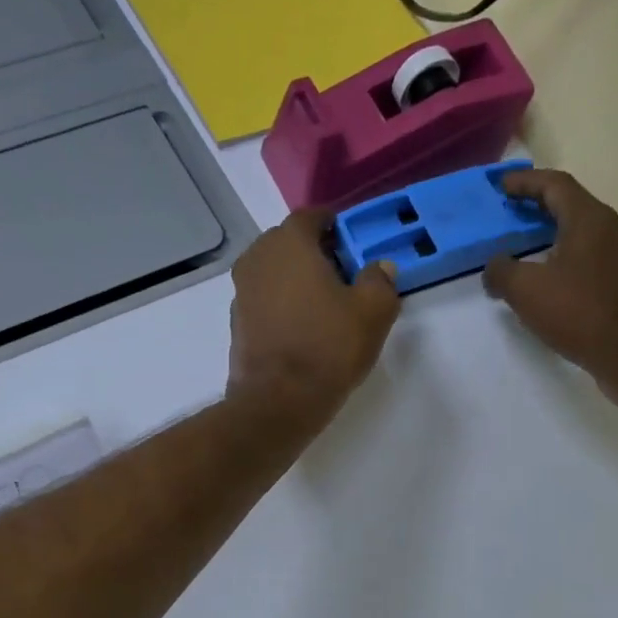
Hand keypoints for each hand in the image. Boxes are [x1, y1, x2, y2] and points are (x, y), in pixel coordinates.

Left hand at [228, 211, 400, 429]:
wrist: (278, 400)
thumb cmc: (328, 346)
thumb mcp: (373, 311)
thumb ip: (380, 281)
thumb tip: (379, 268)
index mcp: (288, 242)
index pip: (312, 217)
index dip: (336, 226)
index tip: (353, 243)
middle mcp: (257, 258)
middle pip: (290, 243)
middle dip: (316, 253)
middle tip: (344, 275)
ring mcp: (241, 291)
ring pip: (275, 272)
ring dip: (297, 280)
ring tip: (325, 305)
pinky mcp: (237, 323)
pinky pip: (265, 300)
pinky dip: (283, 305)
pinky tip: (303, 328)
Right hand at [482, 169, 617, 414]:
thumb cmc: (581, 313)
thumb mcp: (526, 291)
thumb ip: (502, 271)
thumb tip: (495, 266)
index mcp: (590, 220)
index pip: (555, 185)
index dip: (526, 182)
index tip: (501, 186)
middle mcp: (613, 230)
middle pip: (572, 207)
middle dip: (539, 208)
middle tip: (511, 215)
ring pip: (583, 236)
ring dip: (554, 237)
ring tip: (527, 252)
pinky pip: (592, 262)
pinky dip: (568, 263)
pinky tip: (552, 286)